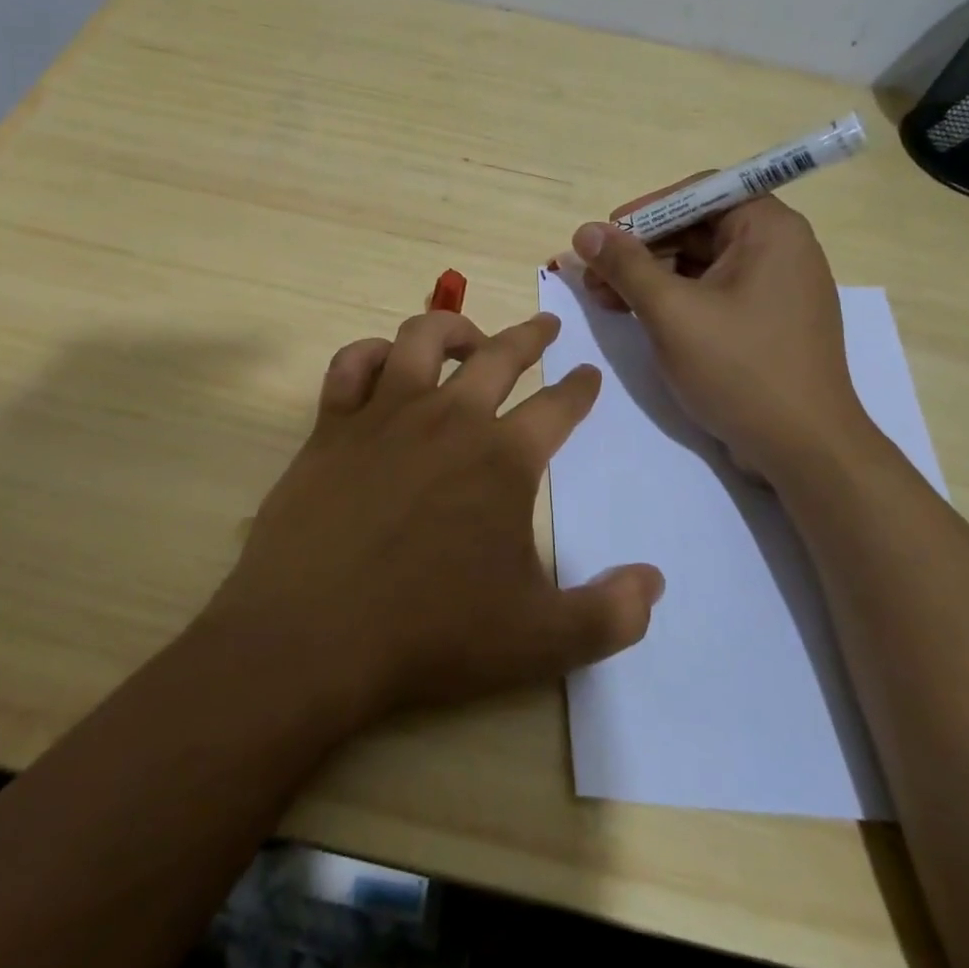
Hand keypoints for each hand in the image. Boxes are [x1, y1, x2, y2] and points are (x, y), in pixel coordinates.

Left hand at [206, 309, 664, 726]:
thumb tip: (654, 582)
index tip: (588, 374)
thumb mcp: (540, 641)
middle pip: (499, 355)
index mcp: (503, 458)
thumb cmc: (431, 633)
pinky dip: (371, 353)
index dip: (580, 389)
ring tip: (469, 338)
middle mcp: (449, 417)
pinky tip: (383, 363)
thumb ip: (609, 614)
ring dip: (454, 327)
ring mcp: (385, 414)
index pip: (558, 407)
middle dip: (530, 336)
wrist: (314, 633)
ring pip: (423, 338)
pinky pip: (351, 365)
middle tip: (545, 326)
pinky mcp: (333, 424)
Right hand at [572, 193, 872, 481]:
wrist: (804, 450)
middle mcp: (778, 249)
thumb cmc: (740, 369)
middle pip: (696, 229)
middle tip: (594, 275)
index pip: (700, 192)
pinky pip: (711, 294)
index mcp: (769, 230)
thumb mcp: (671, 312)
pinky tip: (635, 316)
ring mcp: (774, 288)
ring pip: (699, 264)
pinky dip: (673, 301)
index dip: (647, 210)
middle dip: (640, 250)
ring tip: (603, 299)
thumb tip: (585, 231)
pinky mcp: (765, 322)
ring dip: (649, 278)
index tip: (606, 235)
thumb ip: (626, 266)